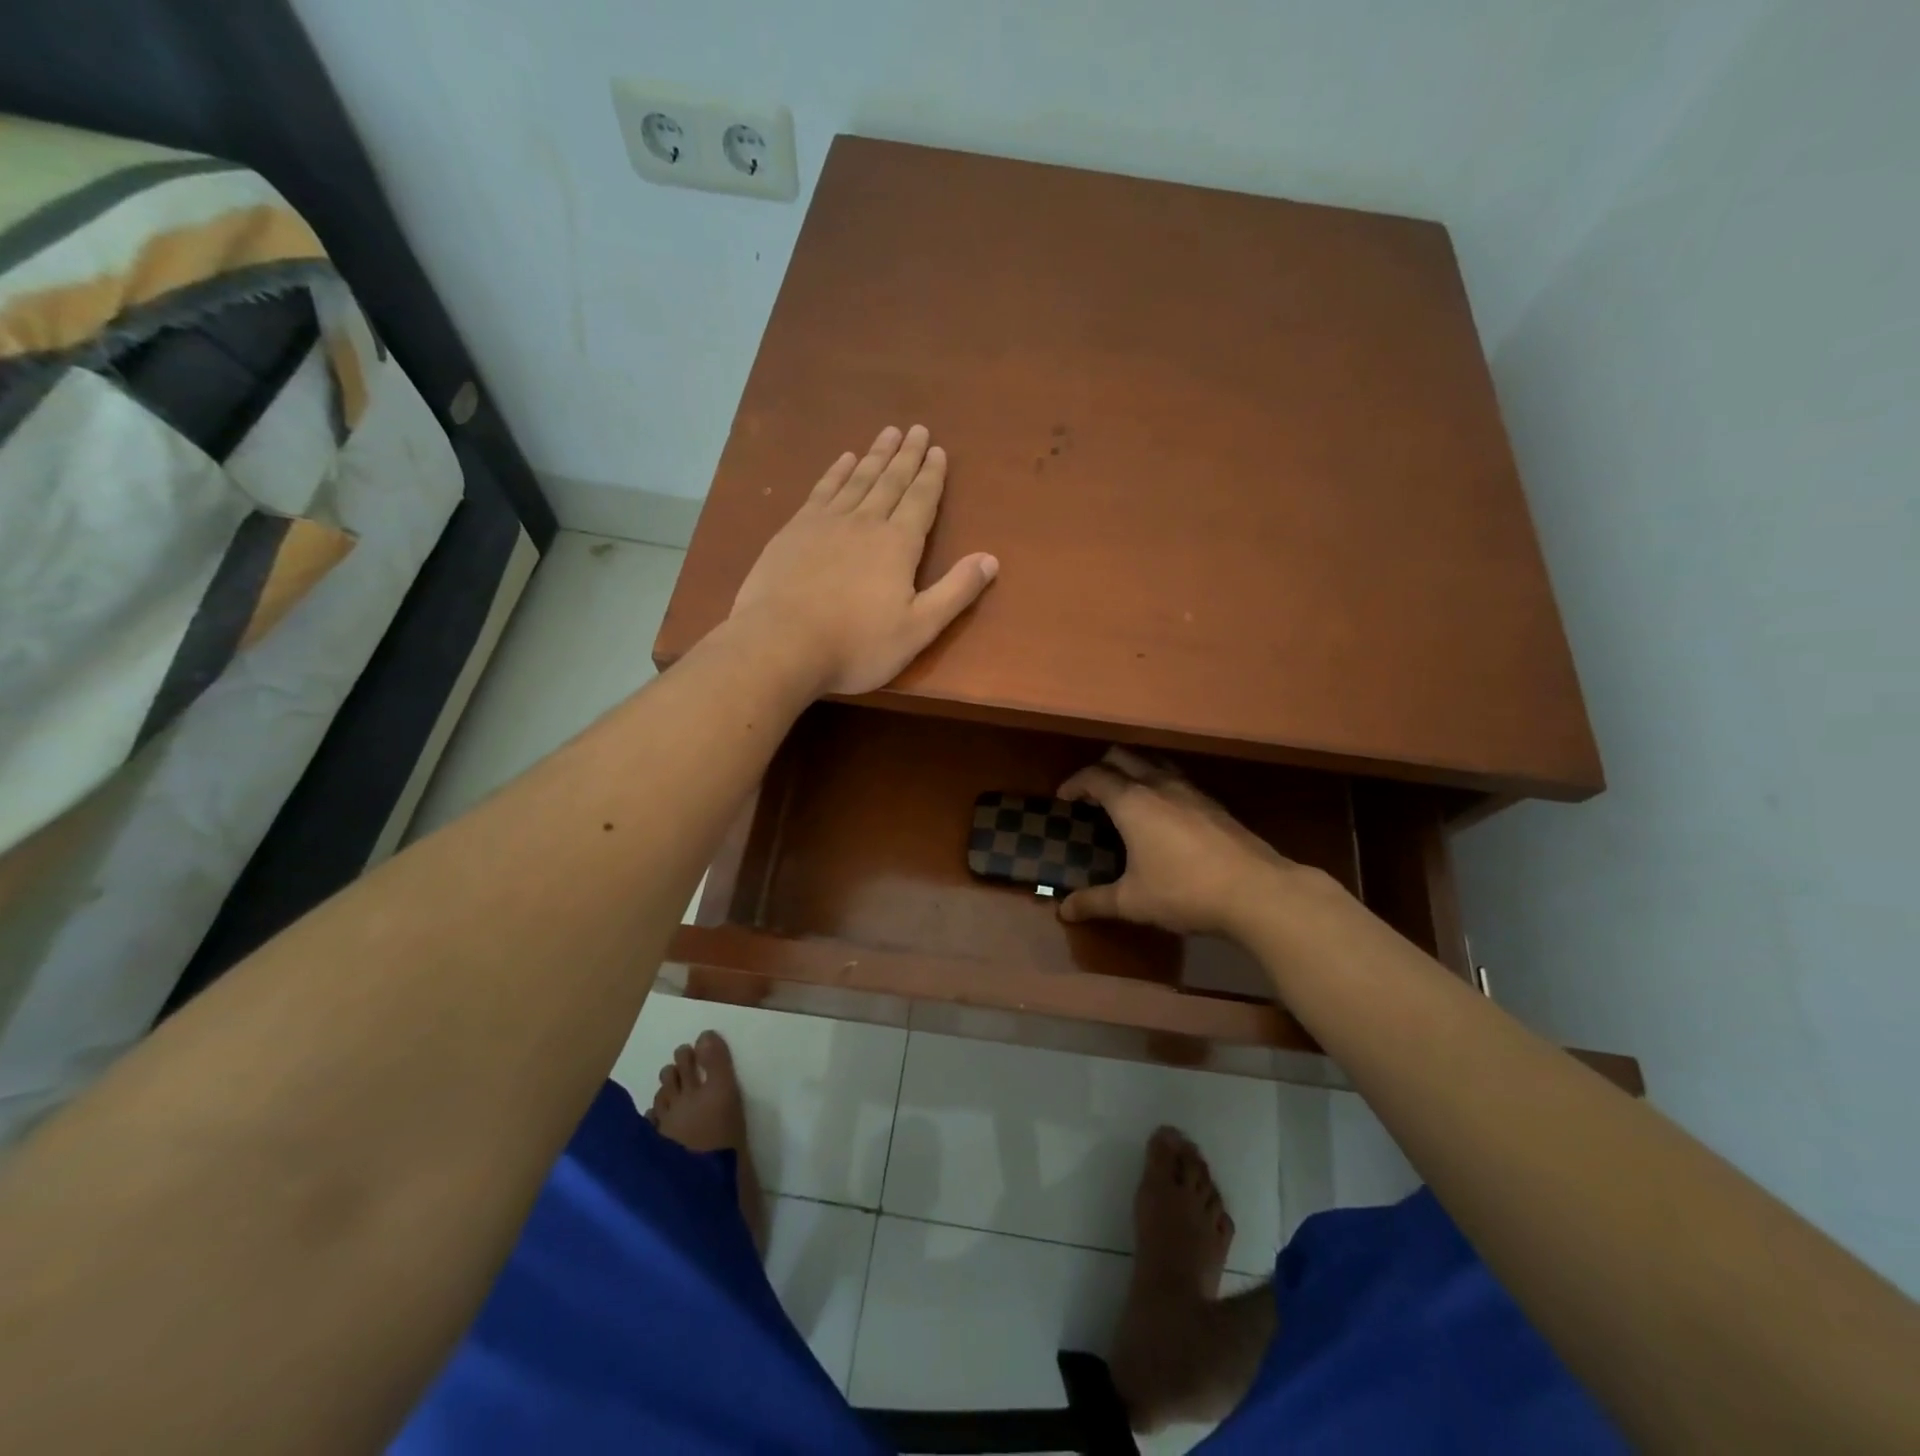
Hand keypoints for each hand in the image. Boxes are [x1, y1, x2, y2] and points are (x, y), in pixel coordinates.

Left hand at [730, 425, 998, 696]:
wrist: (781, 644)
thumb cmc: (856, 645)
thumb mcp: (918, 628)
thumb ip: (955, 592)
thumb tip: (991, 559)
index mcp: (898, 545)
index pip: (921, 500)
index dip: (932, 475)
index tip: (938, 450)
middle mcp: (865, 522)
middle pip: (890, 481)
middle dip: (907, 455)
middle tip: (917, 429)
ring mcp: (825, 522)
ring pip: (857, 479)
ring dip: (875, 455)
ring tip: (887, 433)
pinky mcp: (794, 530)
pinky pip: (823, 490)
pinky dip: (836, 472)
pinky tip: (844, 460)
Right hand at [1056, 747, 1323, 936]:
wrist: (1256, 891)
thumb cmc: (1184, 891)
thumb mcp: (1132, 901)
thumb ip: (1095, 902)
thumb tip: (1064, 910)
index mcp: (1132, 802)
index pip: (1094, 776)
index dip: (1074, 783)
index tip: (1063, 797)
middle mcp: (1159, 785)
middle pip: (1123, 757)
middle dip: (1102, 768)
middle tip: (1091, 792)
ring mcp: (1191, 790)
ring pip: (1154, 762)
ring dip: (1133, 770)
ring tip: (1125, 795)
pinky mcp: (1214, 803)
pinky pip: (1176, 778)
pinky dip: (1159, 784)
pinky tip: (1164, 812)